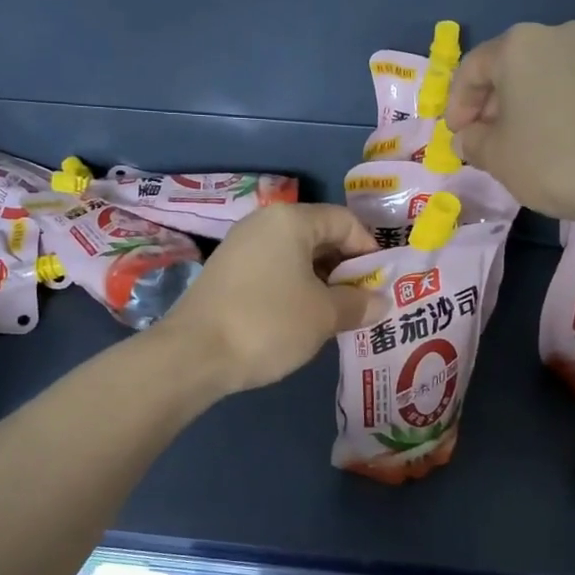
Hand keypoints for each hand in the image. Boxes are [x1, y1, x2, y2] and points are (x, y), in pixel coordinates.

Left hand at [164, 204, 383, 393]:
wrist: (194, 354)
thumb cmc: (269, 323)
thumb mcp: (324, 315)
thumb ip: (357, 303)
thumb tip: (380, 302)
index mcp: (291, 221)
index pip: (345, 222)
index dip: (369, 251)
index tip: (381, 285)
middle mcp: (264, 223)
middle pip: (320, 236)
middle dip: (346, 268)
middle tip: (362, 302)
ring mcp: (240, 247)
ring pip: (295, 256)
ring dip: (321, 281)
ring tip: (336, 314)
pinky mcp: (226, 273)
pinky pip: (273, 271)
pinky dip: (294, 288)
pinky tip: (301, 319)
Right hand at [445, 21, 574, 225]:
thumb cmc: (556, 160)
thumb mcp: (498, 158)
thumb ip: (473, 143)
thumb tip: (468, 136)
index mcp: (519, 45)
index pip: (472, 68)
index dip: (457, 104)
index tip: (457, 136)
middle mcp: (560, 35)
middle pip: (512, 66)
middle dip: (494, 103)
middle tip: (487, 140)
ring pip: (548, 75)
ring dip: (529, 105)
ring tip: (527, 143)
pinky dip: (563, 108)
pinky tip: (565, 142)